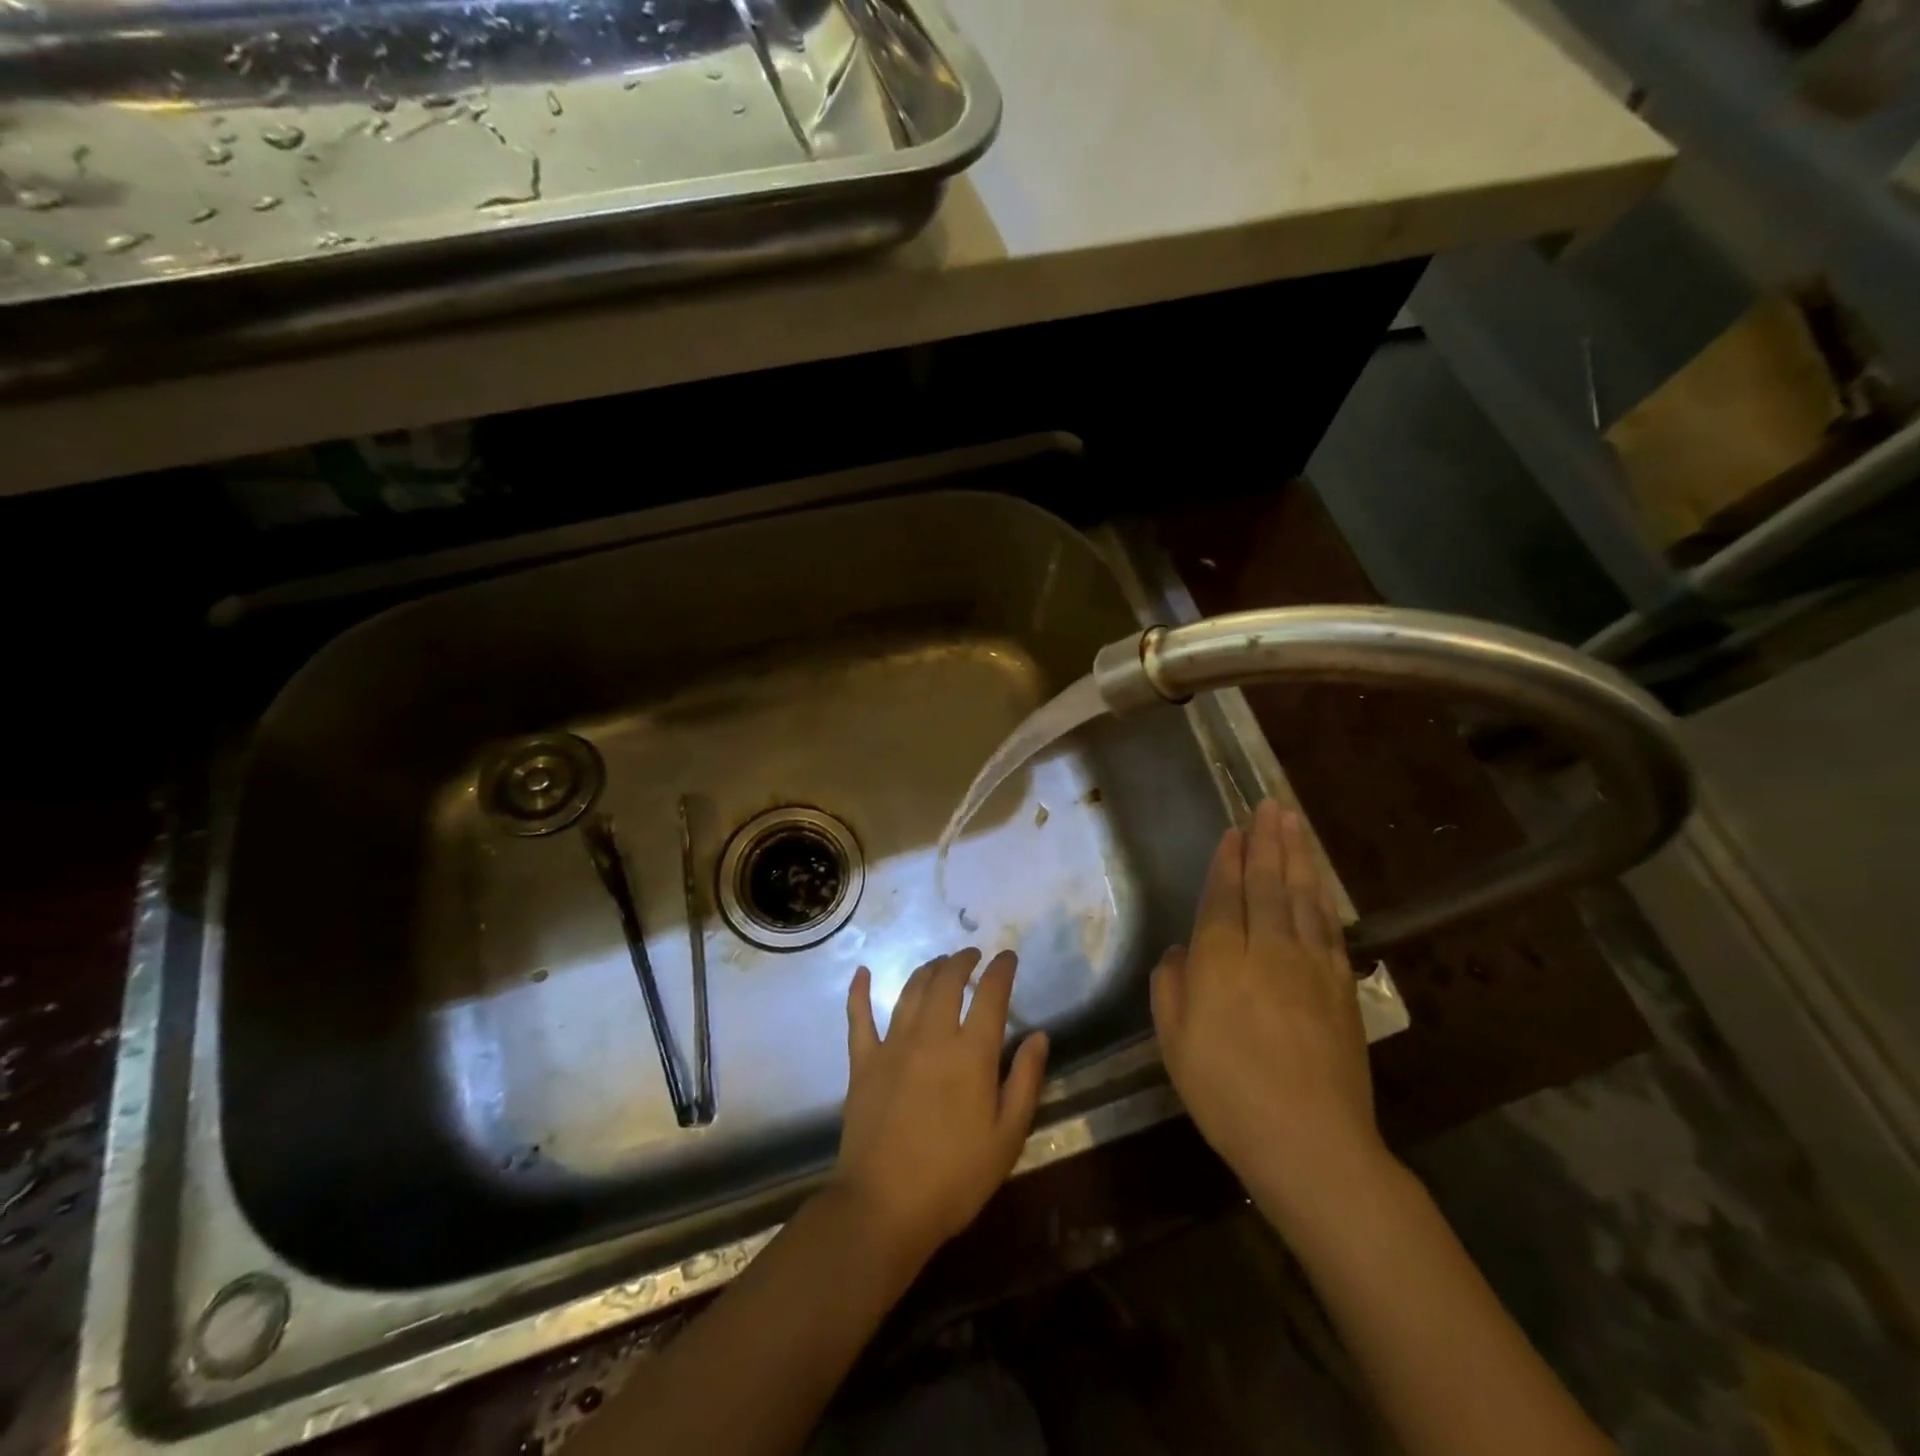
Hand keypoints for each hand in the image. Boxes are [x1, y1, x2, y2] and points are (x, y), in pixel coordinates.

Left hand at [834, 949, 1049, 1266]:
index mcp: (971, 1053)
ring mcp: (892, 1046)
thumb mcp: (1007, 1137)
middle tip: (972, 956)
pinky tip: (862, 973)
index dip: (1001, 970)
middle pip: (947, 981)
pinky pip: (858, 1018)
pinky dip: (859, 992)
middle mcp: (931, 1036)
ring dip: (927, 970)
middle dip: (962, 961)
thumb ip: (1024, 1081)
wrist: (883, 1207)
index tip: (1008, 957)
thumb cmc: (954, 1178)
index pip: (990, 995)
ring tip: (939, 963)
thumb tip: (1039, 1036)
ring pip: (910, 991)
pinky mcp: (862, 1062)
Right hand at [1151, 800, 1387, 1228]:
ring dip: (1296, 857)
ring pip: (1301, 898)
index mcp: (1220, 963)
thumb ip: (1170, 989)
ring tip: (1293, 822)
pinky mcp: (1341, 988)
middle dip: (1266, 843)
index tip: (1233, 830)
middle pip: (1266, 886)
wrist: (1311, 1145)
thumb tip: (1180, 951)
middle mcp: (1267, 952)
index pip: (1224, 898)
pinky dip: (1322, 898)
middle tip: (1269, 805)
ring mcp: (1310, 967)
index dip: (1227, 861)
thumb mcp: (1174, 1045)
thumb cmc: (1227, 1096)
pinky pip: (1329, 929)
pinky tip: (1318, 882)